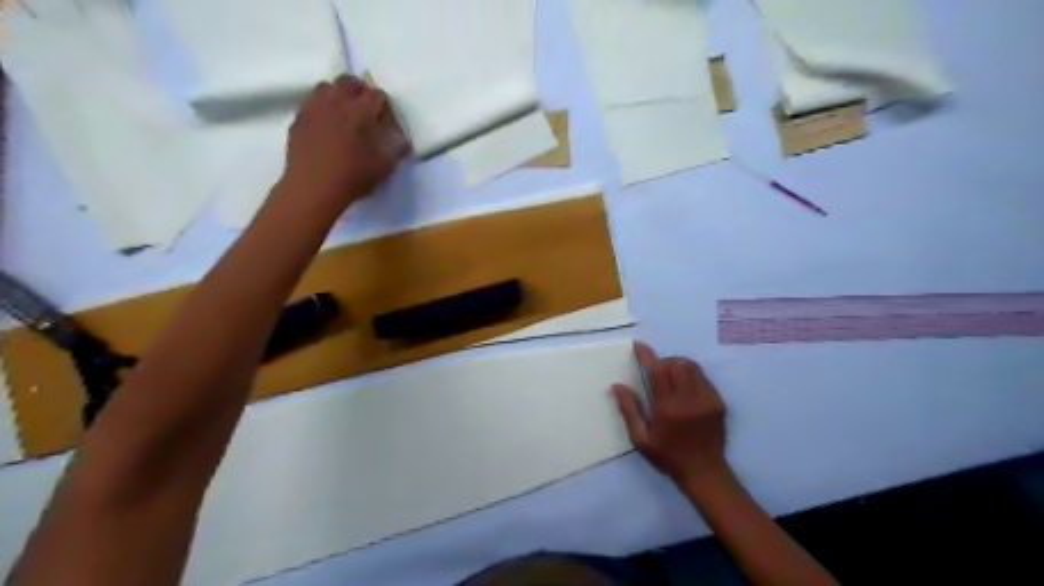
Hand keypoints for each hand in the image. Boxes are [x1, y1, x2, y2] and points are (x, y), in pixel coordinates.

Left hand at [281, 75, 412, 211]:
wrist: (313, 187)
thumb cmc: (352, 177)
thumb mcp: (383, 167)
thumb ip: (396, 151)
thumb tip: (405, 141)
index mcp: (361, 112)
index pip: (376, 94)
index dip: (383, 104)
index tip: (385, 117)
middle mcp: (337, 102)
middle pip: (349, 81)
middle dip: (359, 90)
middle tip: (364, 109)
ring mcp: (314, 108)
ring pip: (326, 86)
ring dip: (337, 94)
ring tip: (342, 112)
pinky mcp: (299, 118)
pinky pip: (311, 102)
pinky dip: (320, 107)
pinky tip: (324, 124)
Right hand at [613, 343, 728, 484]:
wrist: (704, 472)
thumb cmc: (667, 456)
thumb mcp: (640, 439)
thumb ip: (629, 410)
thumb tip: (617, 386)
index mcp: (667, 408)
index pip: (657, 371)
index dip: (647, 355)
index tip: (639, 346)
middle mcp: (688, 400)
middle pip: (675, 364)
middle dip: (663, 361)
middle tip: (655, 371)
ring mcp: (707, 400)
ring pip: (691, 367)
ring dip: (677, 364)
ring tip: (670, 376)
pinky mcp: (718, 402)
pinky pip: (703, 377)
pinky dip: (691, 374)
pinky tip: (684, 387)